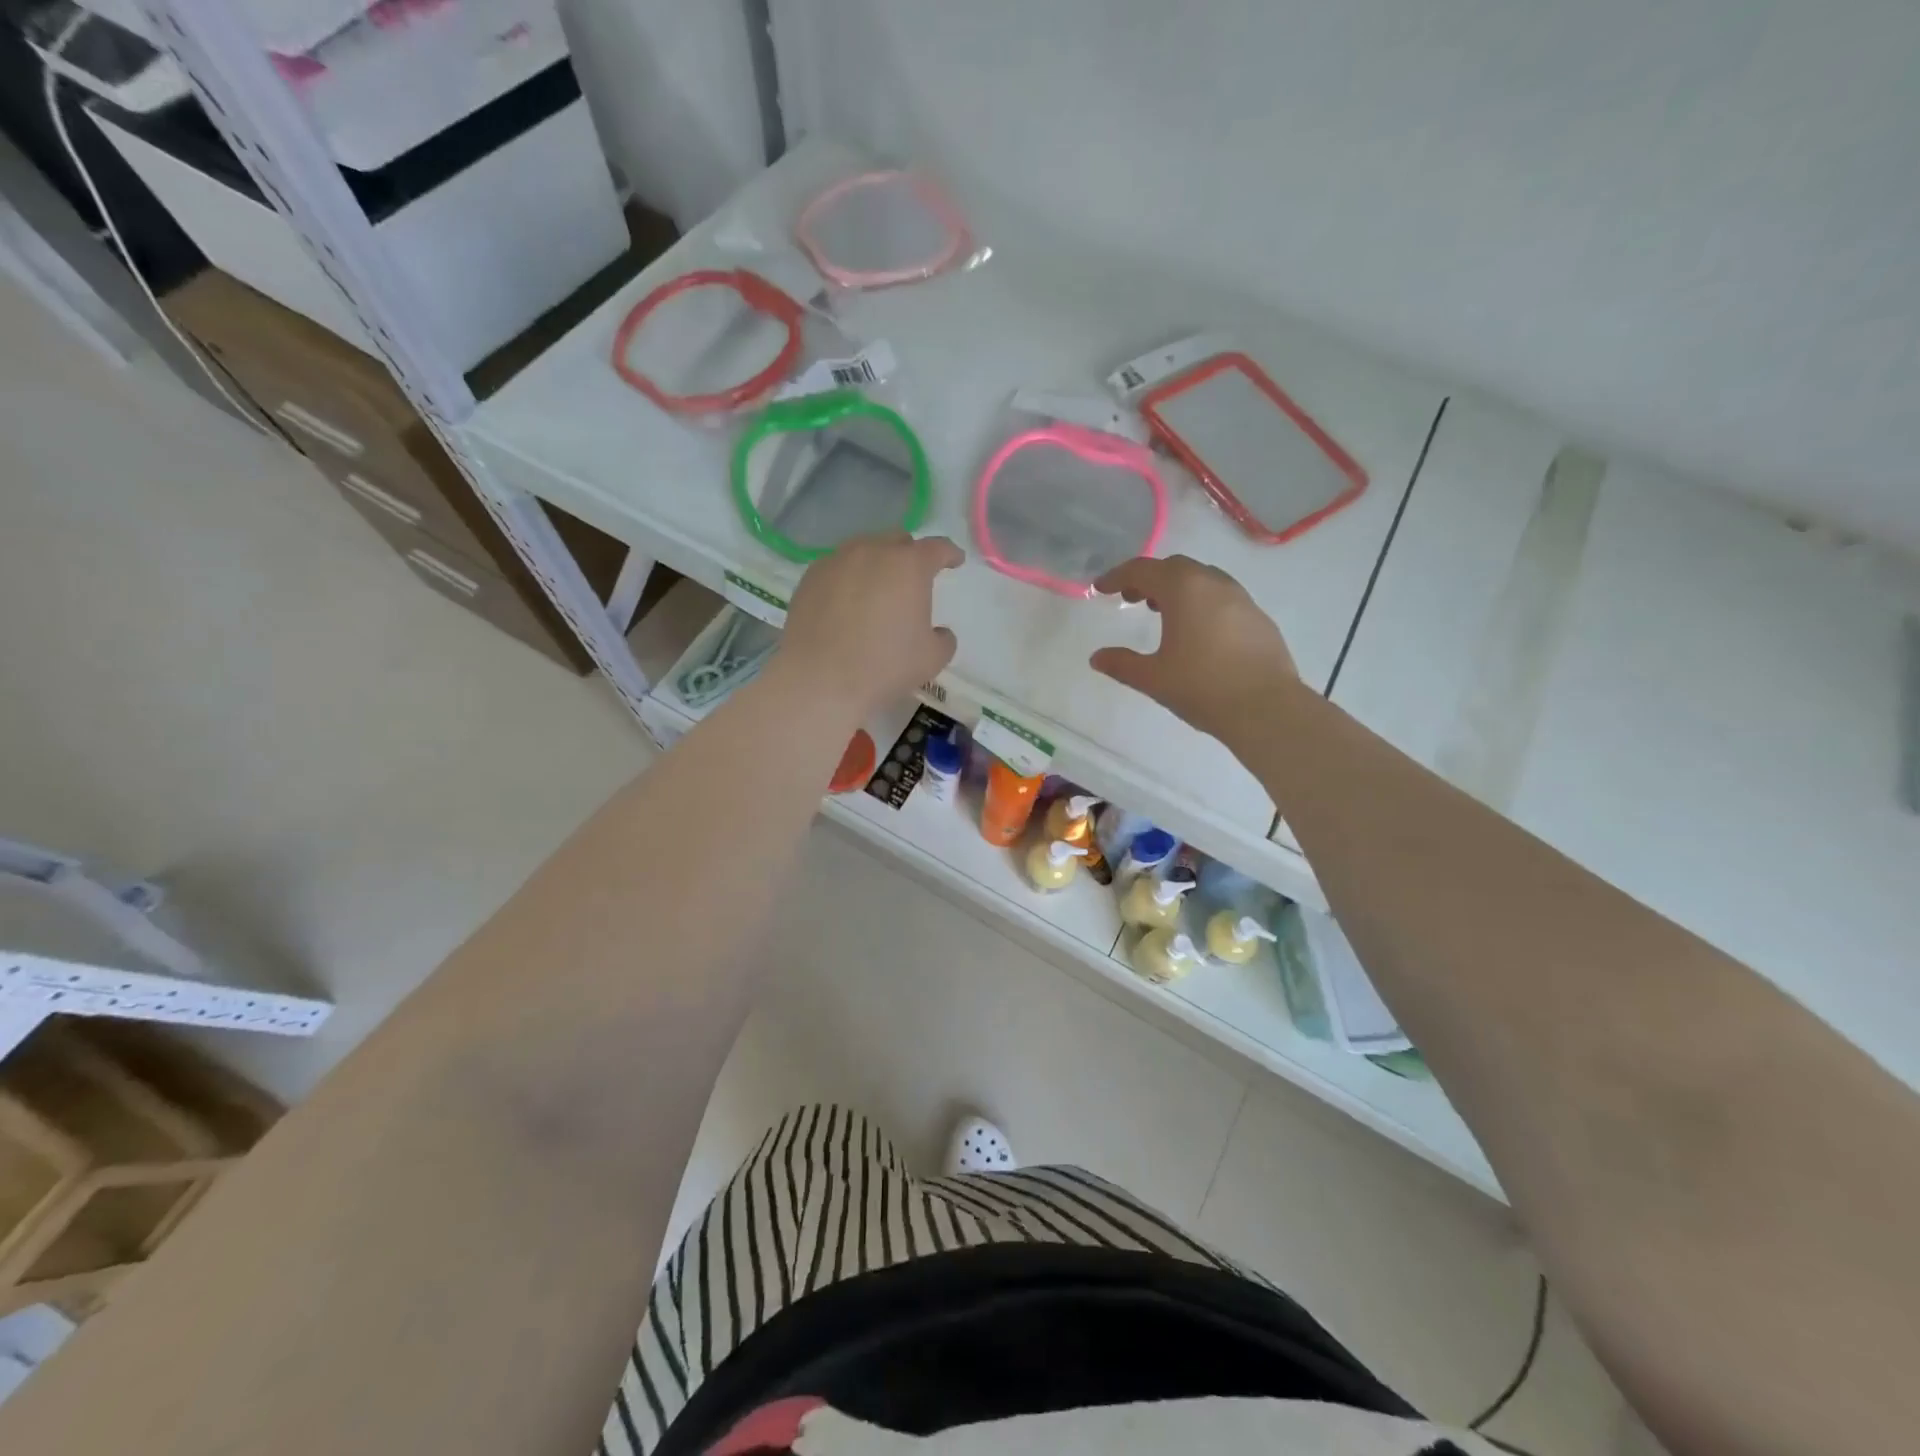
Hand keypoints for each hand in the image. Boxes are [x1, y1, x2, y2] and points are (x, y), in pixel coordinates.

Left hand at [774, 532, 963, 717]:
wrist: (819, 680)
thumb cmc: (884, 667)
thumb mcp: (932, 659)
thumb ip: (943, 639)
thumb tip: (938, 632)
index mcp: (909, 566)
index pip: (937, 548)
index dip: (949, 553)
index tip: (954, 561)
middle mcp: (872, 552)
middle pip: (897, 541)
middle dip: (910, 554)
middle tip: (913, 578)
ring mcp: (836, 561)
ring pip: (863, 550)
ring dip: (876, 563)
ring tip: (878, 588)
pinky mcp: (810, 578)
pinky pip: (837, 568)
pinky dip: (848, 578)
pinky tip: (846, 602)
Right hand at [1089, 555, 1298, 741]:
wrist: (1266, 708)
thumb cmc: (1202, 687)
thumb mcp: (1153, 678)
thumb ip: (1122, 663)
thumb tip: (1097, 657)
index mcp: (1183, 589)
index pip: (1142, 570)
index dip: (1117, 576)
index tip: (1101, 589)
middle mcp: (1213, 583)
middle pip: (1174, 568)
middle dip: (1149, 579)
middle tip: (1131, 599)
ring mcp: (1241, 598)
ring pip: (1202, 579)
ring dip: (1177, 589)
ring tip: (1162, 613)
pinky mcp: (1258, 617)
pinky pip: (1222, 597)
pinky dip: (1201, 602)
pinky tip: (1197, 632)